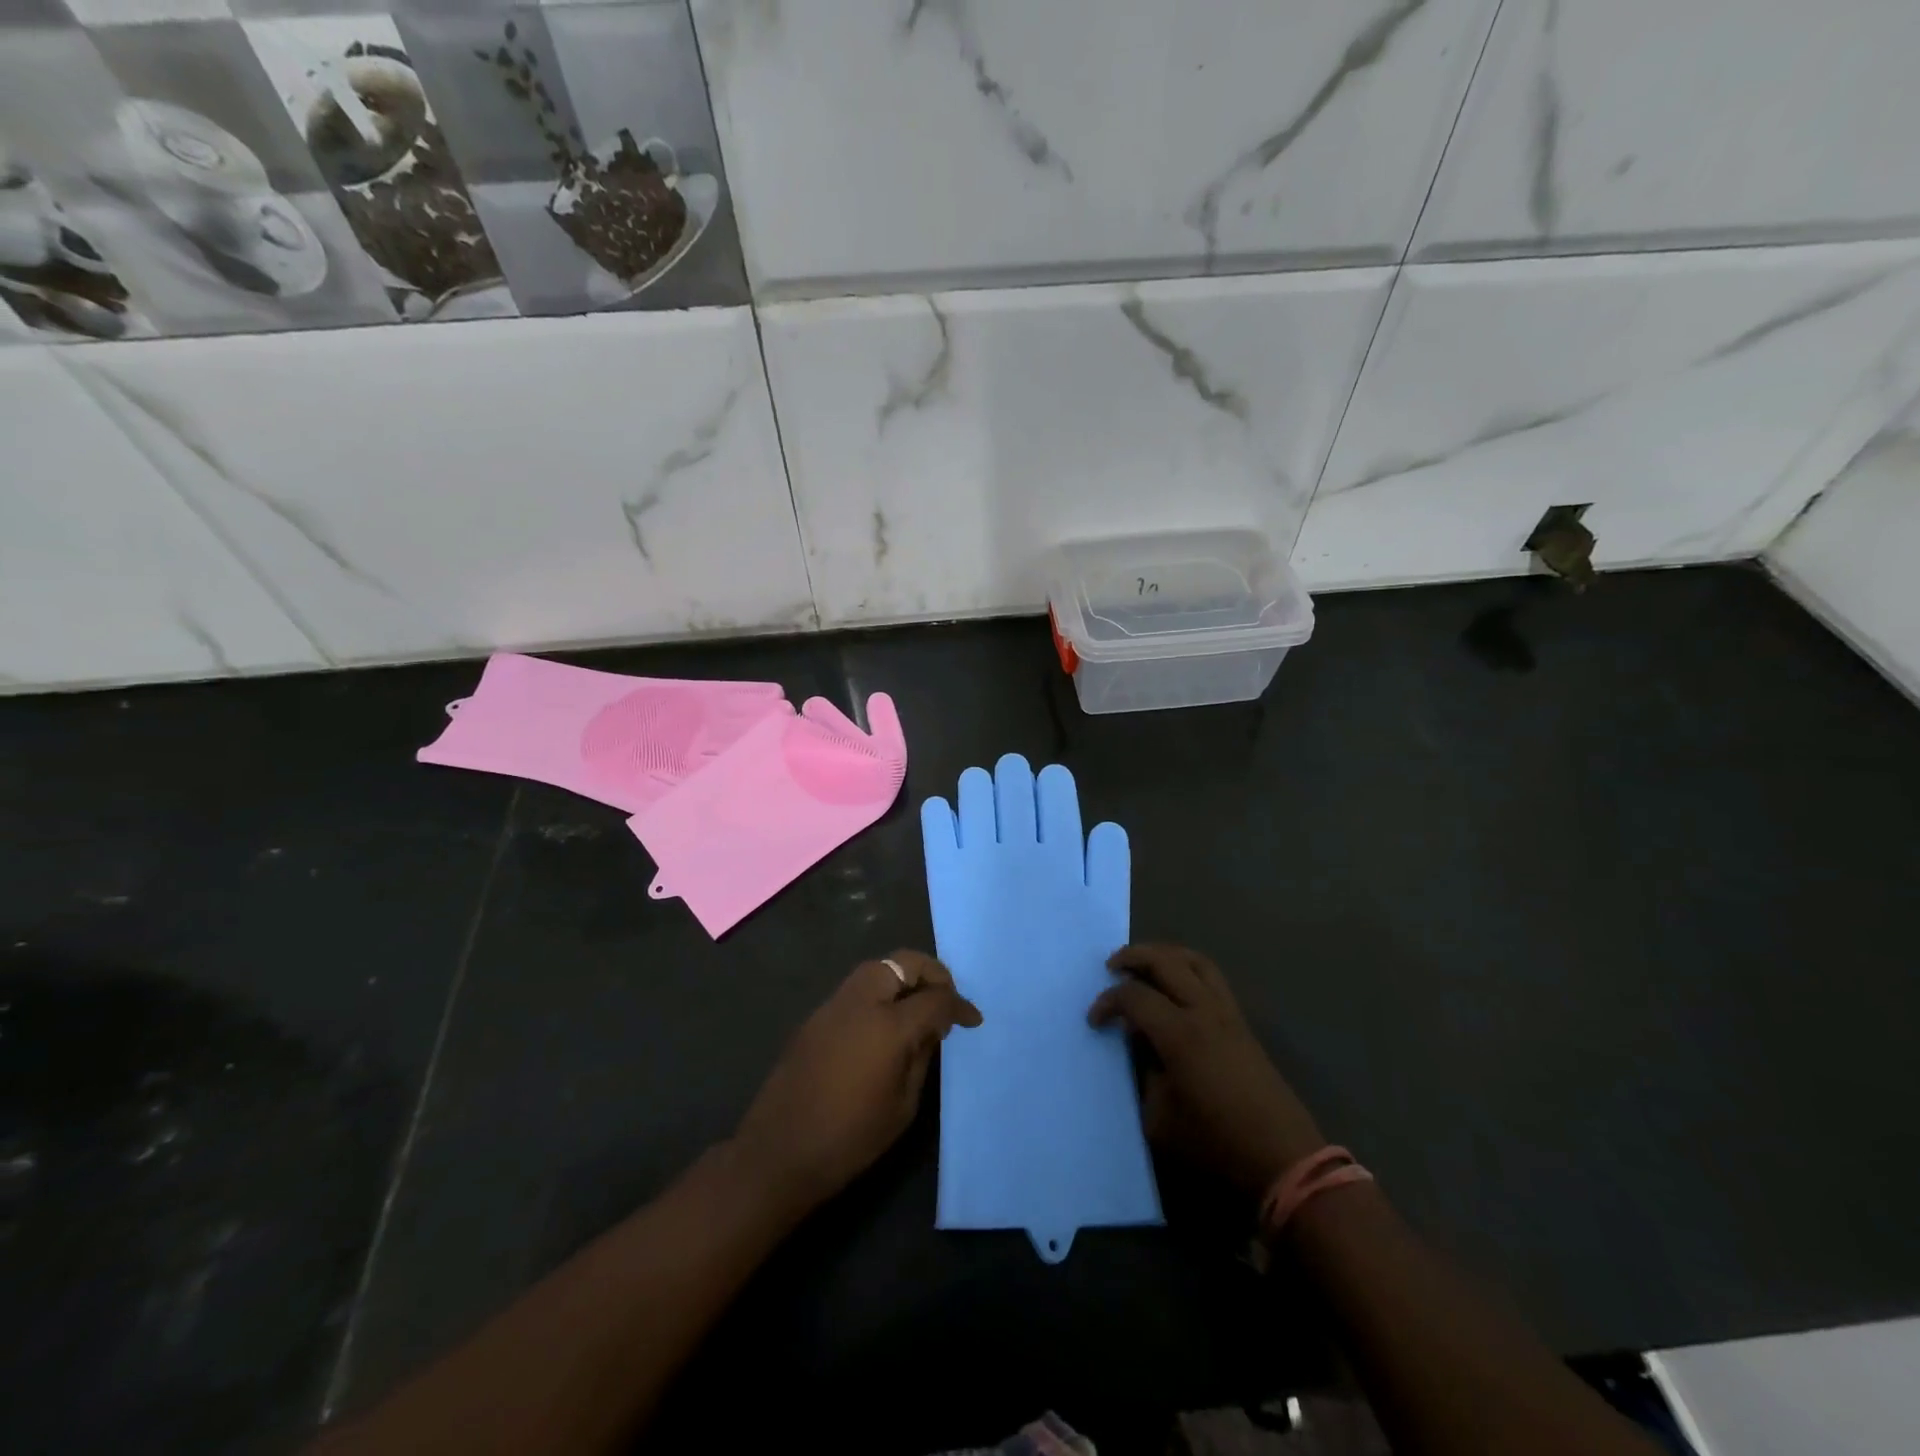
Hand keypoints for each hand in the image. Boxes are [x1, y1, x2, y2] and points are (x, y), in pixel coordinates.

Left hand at [733, 950, 981, 1217]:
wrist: (779, 1153)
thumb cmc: (850, 1138)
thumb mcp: (903, 1105)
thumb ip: (921, 1057)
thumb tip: (931, 1029)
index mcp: (888, 1026)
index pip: (935, 998)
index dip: (959, 1005)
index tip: (972, 1019)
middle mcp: (860, 1003)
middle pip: (902, 963)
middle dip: (930, 973)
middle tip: (943, 999)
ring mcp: (833, 1006)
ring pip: (876, 970)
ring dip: (902, 978)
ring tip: (916, 1008)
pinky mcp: (814, 1017)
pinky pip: (855, 990)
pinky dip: (878, 994)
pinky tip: (883, 1024)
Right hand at [1089, 944, 1324, 1194]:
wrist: (1283, 1159)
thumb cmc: (1216, 1144)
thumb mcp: (1160, 1120)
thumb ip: (1143, 1075)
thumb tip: (1140, 1047)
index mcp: (1180, 1034)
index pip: (1134, 997)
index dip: (1108, 1002)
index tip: (1095, 1021)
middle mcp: (1204, 1011)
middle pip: (1165, 961)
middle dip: (1132, 957)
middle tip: (1111, 967)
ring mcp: (1227, 1014)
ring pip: (1194, 960)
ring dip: (1164, 955)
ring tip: (1144, 966)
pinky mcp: (1242, 1023)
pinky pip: (1212, 978)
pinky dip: (1187, 969)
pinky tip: (1175, 988)